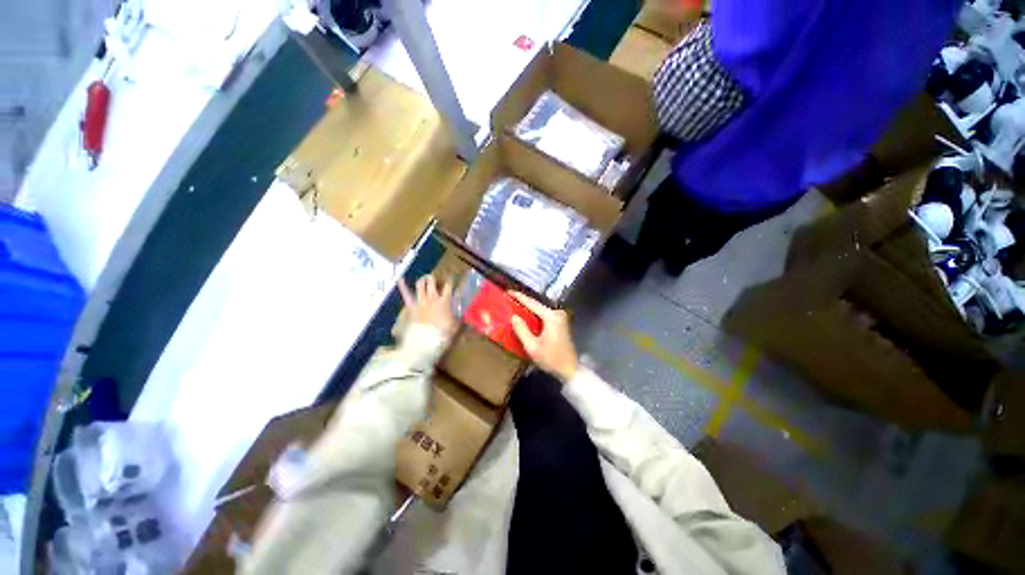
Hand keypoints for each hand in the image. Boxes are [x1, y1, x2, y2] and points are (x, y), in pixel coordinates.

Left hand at [398, 274, 455, 336]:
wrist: (424, 342)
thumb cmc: (441, 335)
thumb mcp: (454, 328)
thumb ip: (458, 320)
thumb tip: (463, 316)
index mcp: (444, 302)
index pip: (448, 286)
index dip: (450, 281)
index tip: (450, 279)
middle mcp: (432, 299)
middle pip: (432, 282)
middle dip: (433, 279)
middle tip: (435, 279)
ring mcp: (420, 302)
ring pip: (420, 285)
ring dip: (422, 281)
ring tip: (424, 279)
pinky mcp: (411, 307)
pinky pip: (406, 295)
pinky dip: (403, 287)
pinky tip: (399, 279)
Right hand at [509, 292, 578, 382]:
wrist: (570, 370)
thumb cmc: (551, 359)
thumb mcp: (532, 346)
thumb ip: (522, 330)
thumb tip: (513, 317)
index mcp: (551, 316)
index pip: (532, 303)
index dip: (519, 297)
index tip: (508, 292)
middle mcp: (557, 314)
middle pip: (537, 305)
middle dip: (523, 303)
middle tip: (509, 300)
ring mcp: (560, 318)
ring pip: (540, 311)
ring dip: (528, 310)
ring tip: (514, 307)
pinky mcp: (560, 324)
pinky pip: (544, 316)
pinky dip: (534, 317)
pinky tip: (525, 317)